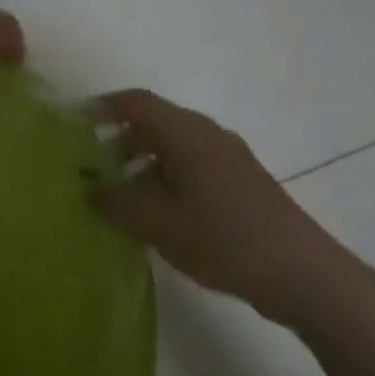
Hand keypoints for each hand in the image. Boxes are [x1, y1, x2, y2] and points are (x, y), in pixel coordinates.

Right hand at [91, 90, 351, 326]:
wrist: (302, 273)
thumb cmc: (223, 239)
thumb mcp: (158, 223)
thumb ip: (117, 202)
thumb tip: (89, 188)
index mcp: (186, 133)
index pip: (135, 102)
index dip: (101, 108)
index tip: (72, 126)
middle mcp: (207, 135)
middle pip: (153, 122)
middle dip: (117, 139)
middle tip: (88, 167)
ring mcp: (227, 159)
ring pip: (172, 146)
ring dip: (140, 162)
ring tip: (117, 196)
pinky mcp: (240, 183)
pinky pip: (191, 167)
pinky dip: (164, 178)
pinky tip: (156, 215)